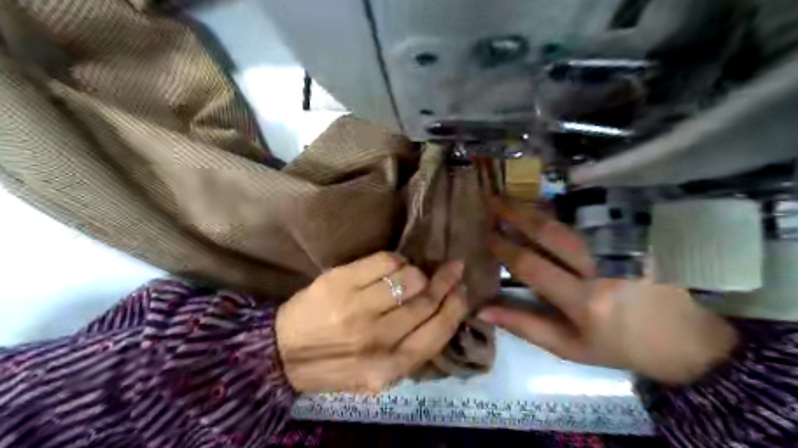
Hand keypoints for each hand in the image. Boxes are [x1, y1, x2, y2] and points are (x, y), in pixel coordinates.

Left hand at [278, 254, 469, 393]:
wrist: (283, 354)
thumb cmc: (337, 365)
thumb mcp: (378, 376)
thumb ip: (412, 351)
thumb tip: (444, 310)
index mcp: (390, 368)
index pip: (439, 331)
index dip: (456, 306)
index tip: (462, 290)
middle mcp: (378, 340)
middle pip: (426, 300)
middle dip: (445, 281)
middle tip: (453, 268)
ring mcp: (357, 309)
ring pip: (410, 277)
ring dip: (417, 272)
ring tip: (413, 274)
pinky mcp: (340, 282)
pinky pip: (385, 261)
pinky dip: (396, 260)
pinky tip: (392, 266)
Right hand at [477, 200, 738, 385]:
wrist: (694, 340)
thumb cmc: (623, 346)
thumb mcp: (571, 347)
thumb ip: (526, 326)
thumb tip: (482, 311)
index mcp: (584, 300)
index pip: (530, 265)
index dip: (503, 247)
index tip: (487, 235)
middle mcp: (601, 267)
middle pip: (549, 231)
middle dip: (515, 213)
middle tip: (492, 200)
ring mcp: (623, 247)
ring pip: (570, 219)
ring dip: (536, 207)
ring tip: (511, 198)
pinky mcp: (638, 237)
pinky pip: (593, 217)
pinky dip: (564, 210)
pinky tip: (546, 205)